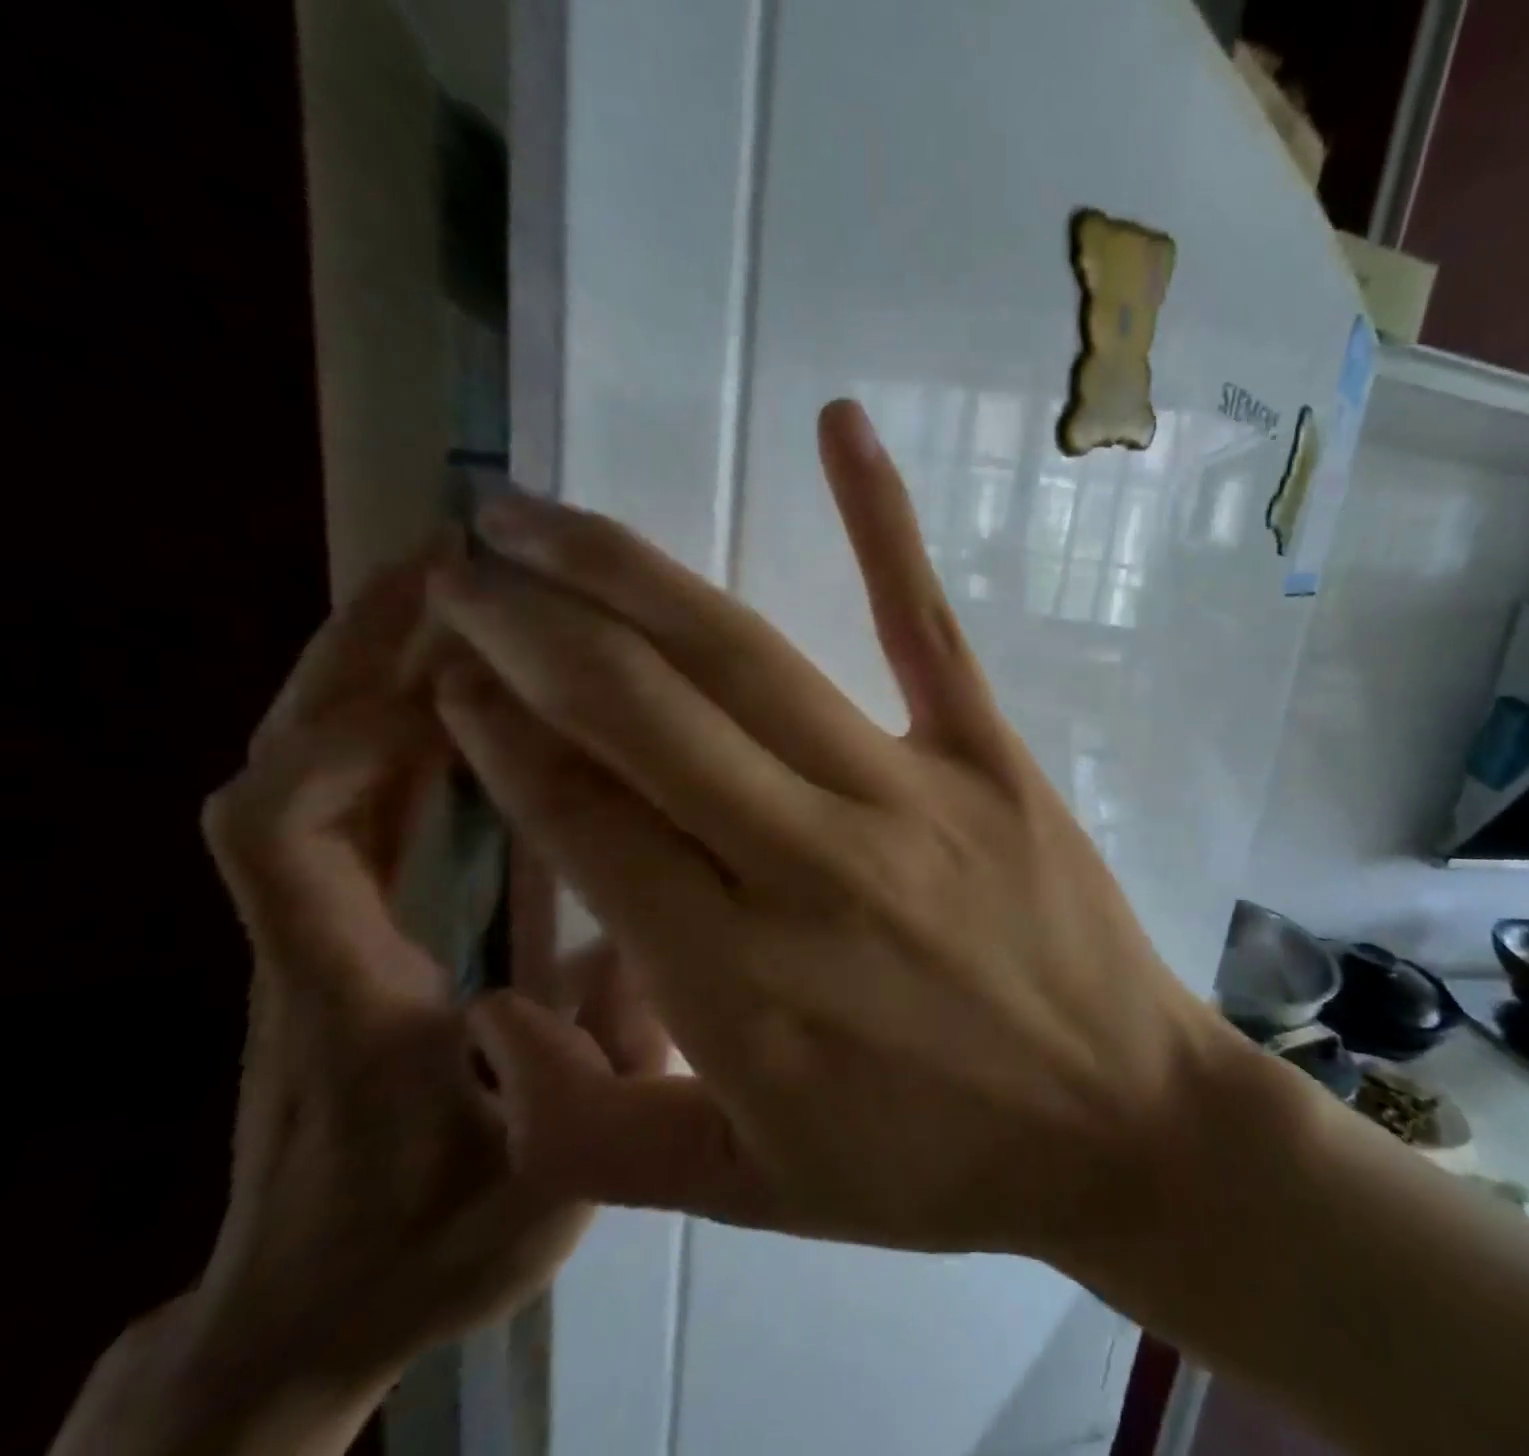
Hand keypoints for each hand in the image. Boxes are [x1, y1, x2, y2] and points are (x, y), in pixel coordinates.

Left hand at [53, 550, 624, 1455]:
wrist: (297, 1318)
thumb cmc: (417, 1254)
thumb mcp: (539, 1191)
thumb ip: (599, 1080)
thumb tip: (655, 943)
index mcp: (345, 1001)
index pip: (293, 841)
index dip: (354, 735)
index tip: (449, 661)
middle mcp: (309, 945)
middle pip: (289, 773)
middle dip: (357, 657)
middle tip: (448, 571)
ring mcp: (314, 933)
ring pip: (313, 776)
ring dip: (371, 674)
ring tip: (456, 599)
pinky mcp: (339, 930)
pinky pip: (350, 805)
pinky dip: (391, 729)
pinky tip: (460, 692)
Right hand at [427, 400, 1234, 1257]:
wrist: (1117, 1120)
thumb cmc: (940, 1167)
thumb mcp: (755, 1192)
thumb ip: (595, 1131)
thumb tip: (488, 1017)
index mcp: (731, 980)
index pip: (579, 816)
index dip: (499, 731)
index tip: (449, 670)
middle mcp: (806, 862)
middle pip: (636, 707)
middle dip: (527, 623)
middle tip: (462, 562)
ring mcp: (908, 793)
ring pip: (742, 656)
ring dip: (626, 570)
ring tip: (539, 514)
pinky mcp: (992, 757)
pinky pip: (926, 623)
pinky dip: (880, 519)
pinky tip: (837, 425)